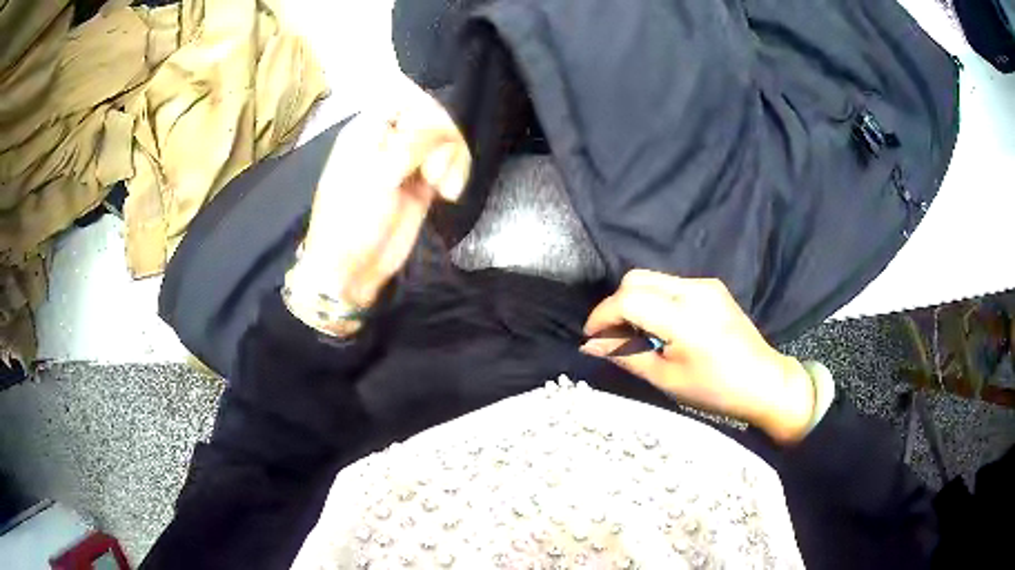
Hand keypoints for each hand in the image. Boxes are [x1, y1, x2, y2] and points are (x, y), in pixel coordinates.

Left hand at [298, 78, 470, 307]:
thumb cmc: (352, 219)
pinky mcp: (425, 183)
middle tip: (432, 173)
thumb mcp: (377, 175)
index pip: (403, 95)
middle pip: (432, 115)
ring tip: (443, 188)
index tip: (432, 135)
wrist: (352, 268)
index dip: (424, 109)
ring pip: (447, 140)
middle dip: (441, 141)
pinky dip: (457, 173)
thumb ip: (411, 143)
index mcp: (367, 129)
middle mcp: (389, 139)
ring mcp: (408, 162)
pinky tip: (449, 194)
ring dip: (453, 160)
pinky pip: (452, 163)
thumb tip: (441, 123)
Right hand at [581, 270, 815, 443]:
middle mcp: (694, 290)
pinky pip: (671, 284)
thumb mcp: (665, 379)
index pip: (628, 299)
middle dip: (616, 305)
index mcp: (683, 317)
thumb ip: (626, 355)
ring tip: (637, 333)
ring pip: (652, 279)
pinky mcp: (713, 287)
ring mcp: (706, 285)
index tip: (591, 337)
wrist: (764, 382)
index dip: (602, 316)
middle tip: (613, 335)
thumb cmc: (715, 389)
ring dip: (635, 301)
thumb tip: (591, 345)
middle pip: (636, 279)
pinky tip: (662, 326)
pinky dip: (655, 300)